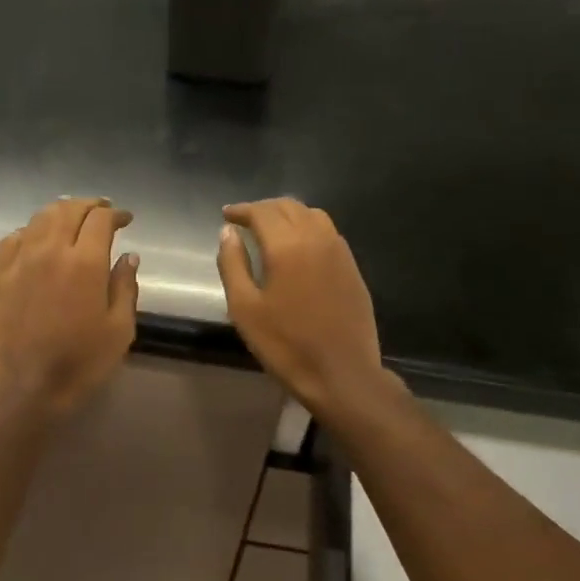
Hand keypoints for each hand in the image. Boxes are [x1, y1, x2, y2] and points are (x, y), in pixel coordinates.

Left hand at [0, 197, 138, 416]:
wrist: (20, 388)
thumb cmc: (78, 364)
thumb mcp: (118, 330)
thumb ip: (125, 287)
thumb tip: (128, 256)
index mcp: (85, 262)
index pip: (101, 219)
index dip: (116, 214)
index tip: (125, 219)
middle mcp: (49, 250)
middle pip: (68, 209)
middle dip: (89, 205)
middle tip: (101, 212)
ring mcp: (17, 260)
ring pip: (39, 218)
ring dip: (60, 212)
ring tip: (71, 220)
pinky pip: (14, 238)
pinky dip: (31, 231)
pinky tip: (37, 241)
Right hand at [218, 199, 384, 417]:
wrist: (341, 374)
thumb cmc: (285, 344)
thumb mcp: (245, 308)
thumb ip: (233, 264)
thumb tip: (227, 232)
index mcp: (287, 246)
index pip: (262, 212)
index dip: (242, 210)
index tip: (227, 215)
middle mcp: (316, 238)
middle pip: (288, 207)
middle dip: (264, 209)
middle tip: (244, 221)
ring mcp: (339, 251)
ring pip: (312, 215)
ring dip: (288, 214)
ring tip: (270, 229)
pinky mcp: (352, 267)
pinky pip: (328, 232)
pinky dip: (308, 227)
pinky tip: (298, 246)